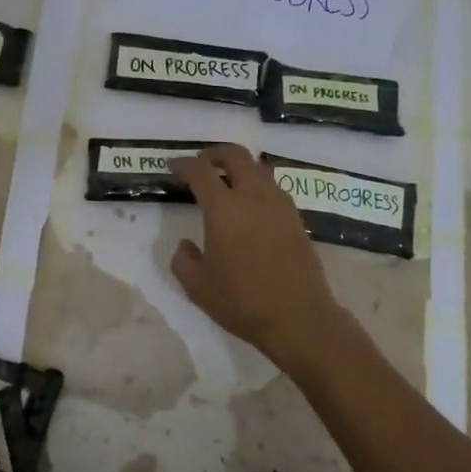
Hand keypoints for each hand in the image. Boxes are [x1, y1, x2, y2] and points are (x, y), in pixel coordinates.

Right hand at [168, 144, 350, 372]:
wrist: (298, 317)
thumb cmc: (242, 302)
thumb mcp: (198, 287)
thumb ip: (184, 260)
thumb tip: (186, 244)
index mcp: (225, 209)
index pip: (201, 171)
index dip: (183, 165)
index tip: (172, 167)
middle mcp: (254, 197)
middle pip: (236, 155)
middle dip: (214, 154)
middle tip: (201, 166)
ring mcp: (280, 205)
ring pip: (259, 169)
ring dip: (239, 169)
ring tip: (226, 185)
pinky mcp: (296, 219)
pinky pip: (273, 189)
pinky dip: (257, 187)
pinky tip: (250, 209)